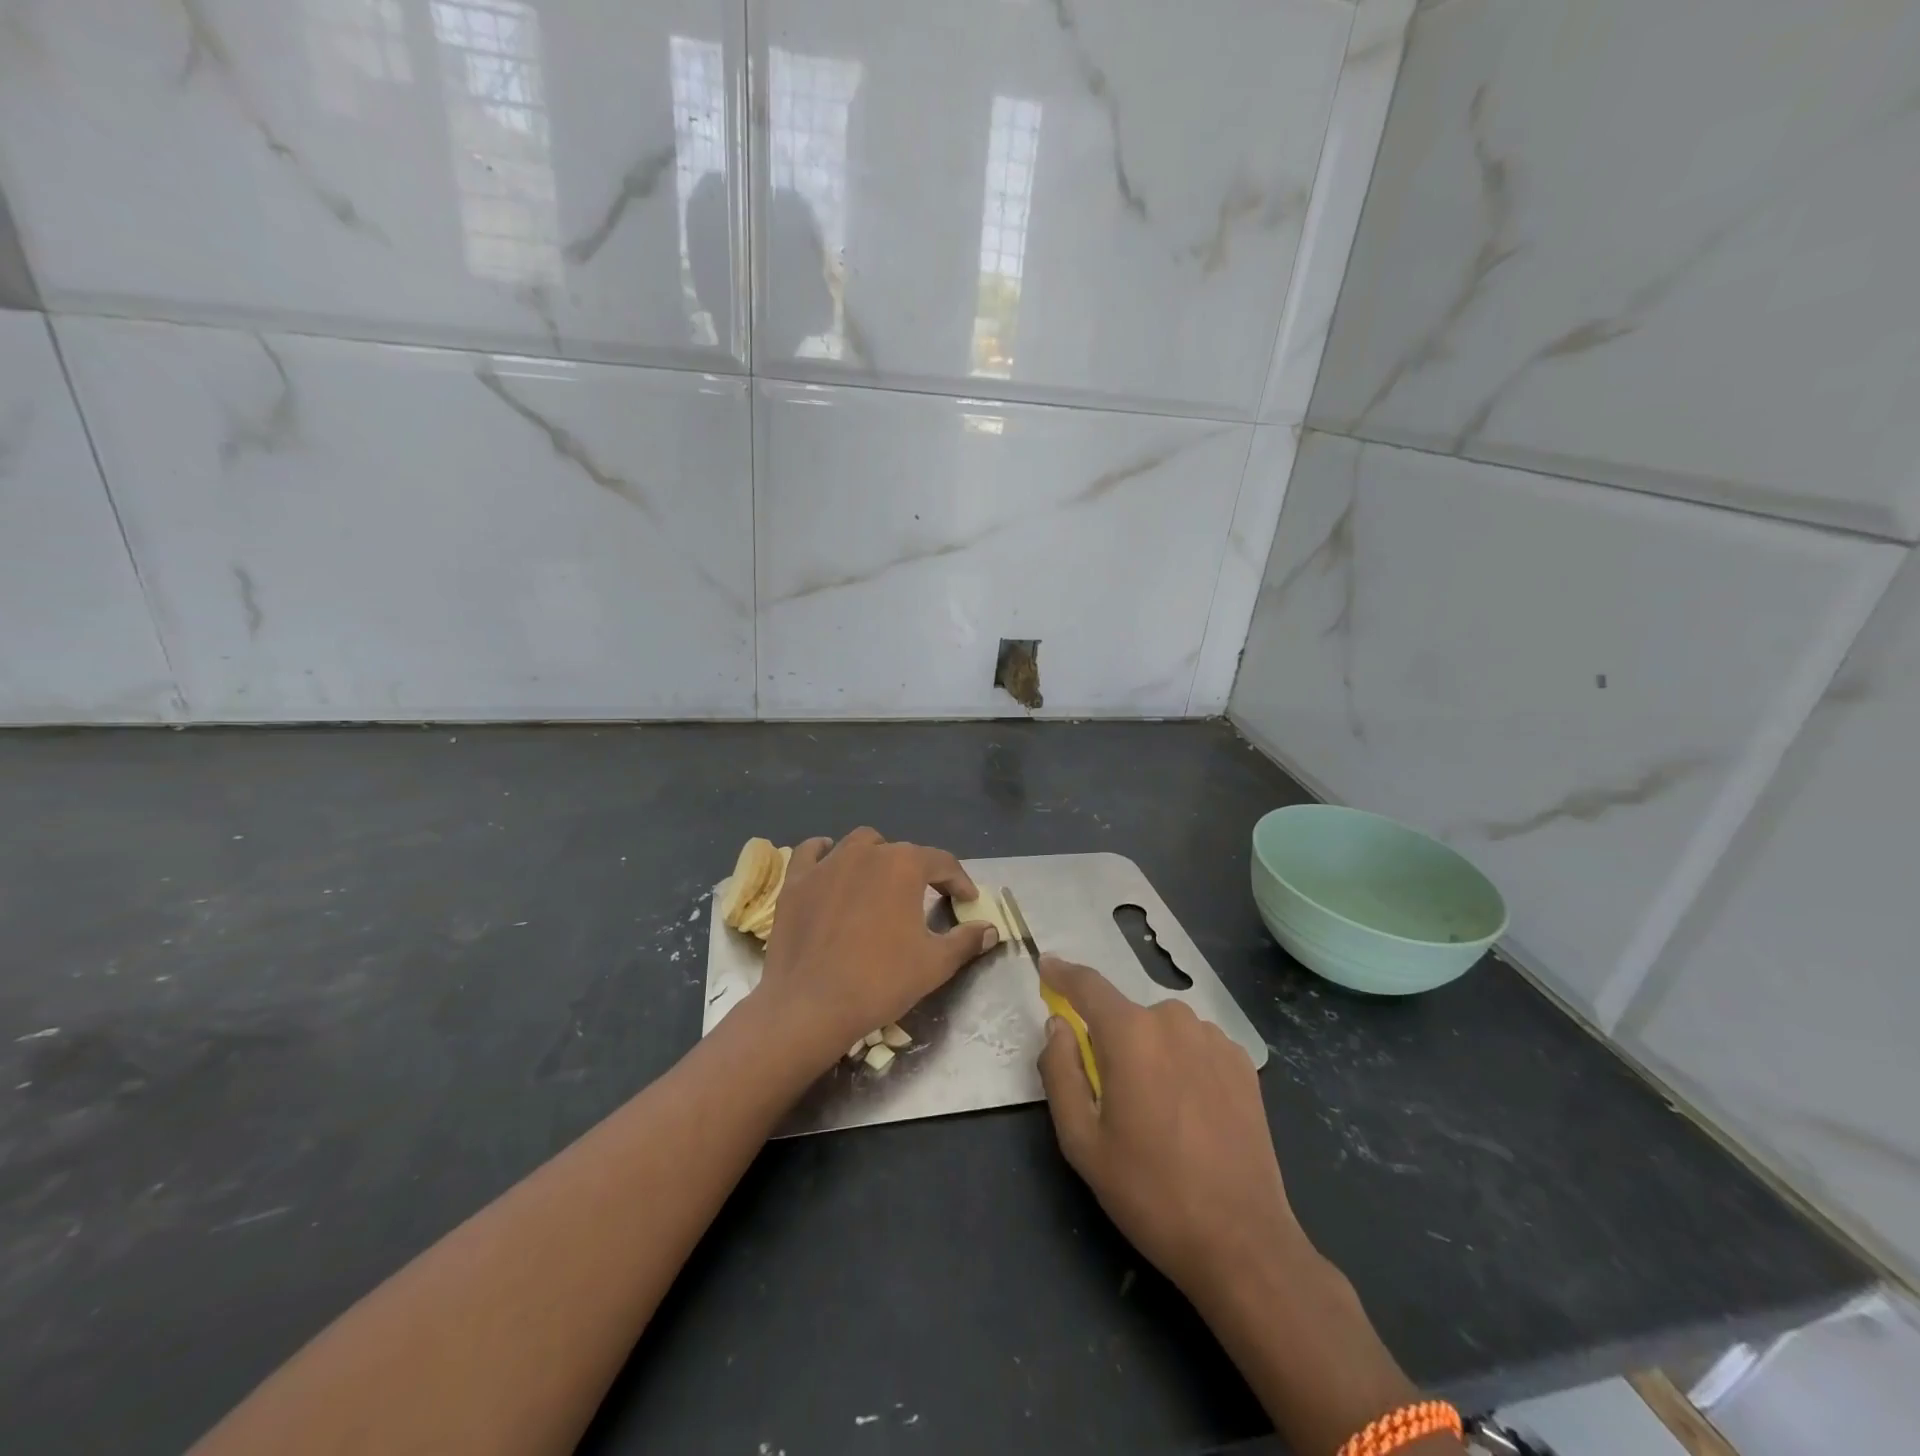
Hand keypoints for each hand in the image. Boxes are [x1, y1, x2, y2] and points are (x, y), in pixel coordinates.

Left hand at [754, 828, 997, 1068]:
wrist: (811, 1005)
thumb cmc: (881, 981)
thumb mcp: (935, 964)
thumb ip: (966, 940)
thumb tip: (990, 929)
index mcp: (905, 865)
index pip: (942, 862)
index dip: (959, 881)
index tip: (967, 900)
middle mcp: (867, 852)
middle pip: (901, 851)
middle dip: (918, 871)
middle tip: (925, 898)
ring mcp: (827, 864)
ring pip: (859, 844)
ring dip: (876, 856)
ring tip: (881, 882)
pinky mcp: (797, 881)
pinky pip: (812, 852)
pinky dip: (826, 854)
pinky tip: (832, 867)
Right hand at [1035, 955, 1307, 1304]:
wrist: (1242, 1241)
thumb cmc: (1150, 1192)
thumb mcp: (1082, 1141)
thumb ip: (1060, 1071)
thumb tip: (1058, 1026)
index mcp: (1130, 1033)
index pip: (1087, 985)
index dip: (1063, 973)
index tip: (1047, 965)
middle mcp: (1173, 1020)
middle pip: (1126, 1016)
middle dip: (1111, 1042)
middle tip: (1112, 1097)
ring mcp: (1214, 1038)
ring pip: (1162, 1031)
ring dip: (1150, 1054)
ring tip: (1157, 1113)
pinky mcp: (1242, 1062)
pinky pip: (1195, 1047)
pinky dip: (1182, 1064)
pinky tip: (1191, 1113)